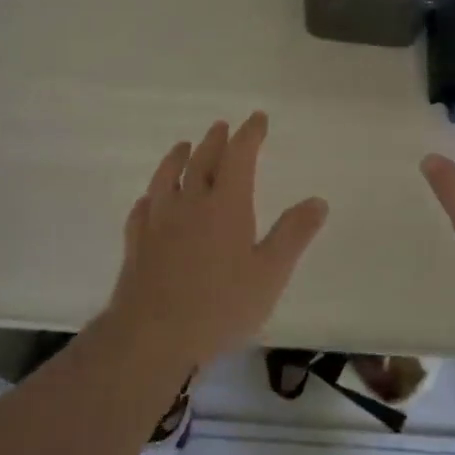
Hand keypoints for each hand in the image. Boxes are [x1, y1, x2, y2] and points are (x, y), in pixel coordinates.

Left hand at [108, 112, 329, 370]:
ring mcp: (158, 221)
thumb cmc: (220, 306)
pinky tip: (149, 200)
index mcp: (226, 204)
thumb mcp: (270, 274)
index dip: (249, 134)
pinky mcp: (136, 243)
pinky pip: (142, 209)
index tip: (257, 118)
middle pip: (202, 160)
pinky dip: (150, 197)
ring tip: (183, 146)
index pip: (239, 156)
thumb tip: (318, 200)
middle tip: (222, 126)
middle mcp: (190, 202)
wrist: (152, 336)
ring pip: (167, 178)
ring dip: (177, 158)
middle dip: (215, 141)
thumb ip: (293, 234)